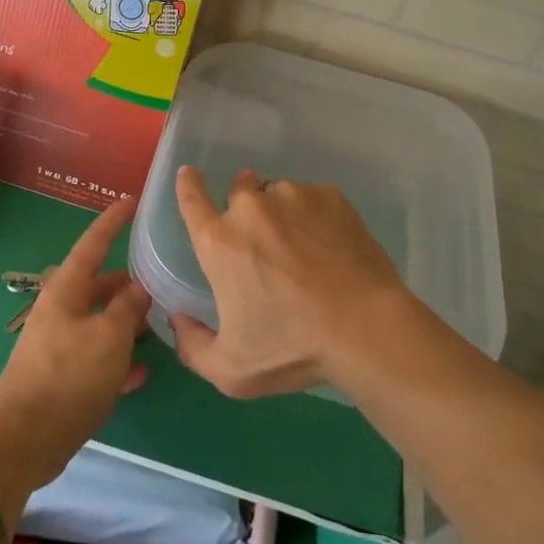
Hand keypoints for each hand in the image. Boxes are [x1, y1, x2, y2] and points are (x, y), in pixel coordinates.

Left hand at [0, 196, 149, 493]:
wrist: (23, 440)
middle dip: (127, 285)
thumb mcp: (109, 337)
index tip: (130, 202)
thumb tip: (137, 288)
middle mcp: (61, 311)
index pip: (92, 244)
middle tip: (159, 282)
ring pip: (100, 323)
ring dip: (126, 324)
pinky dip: (118, 361)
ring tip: (158, 326)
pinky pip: (97, 359)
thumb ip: (127, 309)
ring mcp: (60, 345)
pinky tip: (142, 372)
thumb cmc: (68, 377)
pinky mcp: (62, 379)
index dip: (112, 222)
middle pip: (98, 287)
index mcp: (66, 290)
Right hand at [170, 166, 405, 398]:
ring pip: (278, 194)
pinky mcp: (330, 197)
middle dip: (244, 205)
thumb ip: (193, 347)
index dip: (188, 185)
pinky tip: (330, 245)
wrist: (365, 327)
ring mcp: (293, 197)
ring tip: (303, 246)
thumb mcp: (232, 370)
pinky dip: (314, 215)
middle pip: (239, 189)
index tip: (190, 174)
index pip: (191, 200)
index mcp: (219, 242)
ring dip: (281, 212)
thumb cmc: (292, 348)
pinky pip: (313, 198)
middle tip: (262, 237)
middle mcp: (250, 208)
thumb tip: (178, 320)